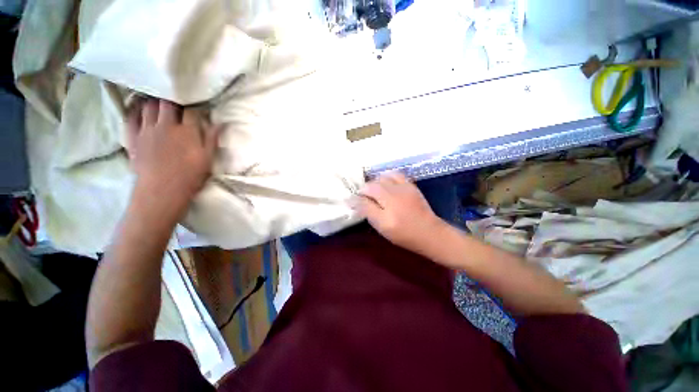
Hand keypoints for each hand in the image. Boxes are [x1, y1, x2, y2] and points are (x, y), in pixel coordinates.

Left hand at [125, 99, 217, 209]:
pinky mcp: (133, 137)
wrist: (162, 191)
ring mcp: (147, 130)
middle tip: (177, 102)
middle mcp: (166, 126)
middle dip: (174, 99)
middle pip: (168, 103)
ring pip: (149, 106)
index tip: (199, 109)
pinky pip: (131, 117)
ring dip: (155, 101)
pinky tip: (139, 109)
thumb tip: (220, 123)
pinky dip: (135, 110)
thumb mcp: (207, 159)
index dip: (196, 108)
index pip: (192, 111)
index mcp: (187, 132)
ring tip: (159, 101)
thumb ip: (212, 139)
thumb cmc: (190, 176)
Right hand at [355, 173, 446, 253]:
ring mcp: (404, 186)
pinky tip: (386, 184)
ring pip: (383, 177)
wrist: (429, 233)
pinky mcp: (411, 186)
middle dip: (365, 189)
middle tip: (363, 199)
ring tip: (374, 192)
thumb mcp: (382, 226)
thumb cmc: (403, 234)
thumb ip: (367, 211)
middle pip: (374, 183)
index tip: (353, 202)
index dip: (357, 196)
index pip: (366, 192)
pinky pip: (396, 175)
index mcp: (387, 202)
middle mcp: (395, 191)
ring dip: (375, 183)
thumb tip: (354, 200)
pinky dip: (387, 177)